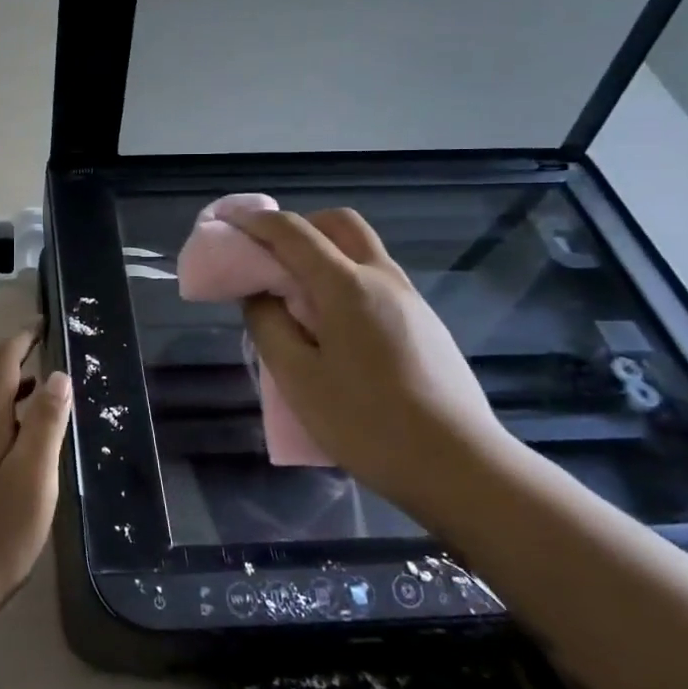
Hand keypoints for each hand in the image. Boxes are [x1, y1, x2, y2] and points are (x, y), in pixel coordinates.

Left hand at [0, 327, 71, 609]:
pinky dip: (9, 414)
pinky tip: (26, 438)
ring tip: (47, 388)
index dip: (22, 338)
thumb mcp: (33, 473)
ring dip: (14, 387)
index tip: (45, 322)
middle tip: (51, 348)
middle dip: (17, 356)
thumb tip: (57, 374)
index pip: (1, 361)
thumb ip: (45, 421)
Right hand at [230, 207, 509, 518]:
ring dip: (323, 253)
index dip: (255, 222)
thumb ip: (269, 326)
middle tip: (268, 254)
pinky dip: (344, 279)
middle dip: (299, 226)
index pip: (293, 232)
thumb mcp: (297, 377)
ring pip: (362, 251)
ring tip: (294, 296)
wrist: (460, 467)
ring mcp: (410, 300)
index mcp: (347, 285)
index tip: (227, 223)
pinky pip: (376, 281)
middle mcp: (382, 279)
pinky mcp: (426, 324)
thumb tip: (259, 295)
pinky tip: (332, 327)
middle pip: (339, 224)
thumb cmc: (367, 422)